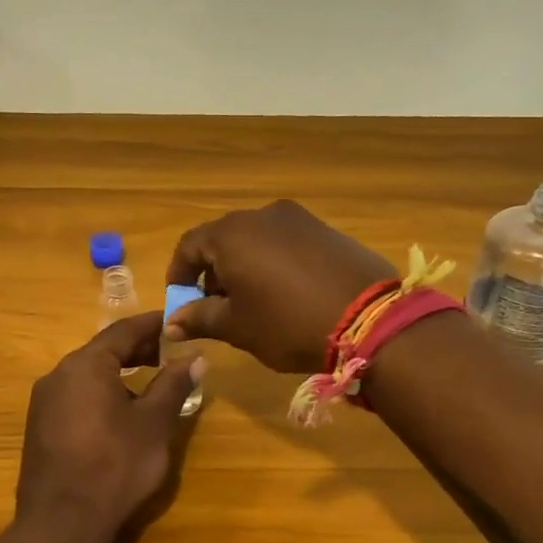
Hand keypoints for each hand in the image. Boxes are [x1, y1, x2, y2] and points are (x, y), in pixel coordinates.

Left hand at [15, 311, 205, 537]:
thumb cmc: (115, 466)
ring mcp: (44, 402)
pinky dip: (99, 393)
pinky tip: (118, 414)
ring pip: (86, 375)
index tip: (174, 323)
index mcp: (85, 365)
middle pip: (102, 351)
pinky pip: (74, 397)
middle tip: (168, 353)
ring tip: (148, 383)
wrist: (62, 522)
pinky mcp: (39, 427)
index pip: (123, 331)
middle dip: (136, 349)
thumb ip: (173, 385)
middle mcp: (58, 375)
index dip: (152, 325)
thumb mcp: (153, 424)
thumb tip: (195, 358)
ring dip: (118, 373)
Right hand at [163, 201, 395, 372]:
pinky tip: (285, 292)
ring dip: (243, 266)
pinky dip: (273, 262)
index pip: (189, 246)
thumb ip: (200, 318)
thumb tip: (171, 322)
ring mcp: (298, 219)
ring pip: (255, 239)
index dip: (178, 275)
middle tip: (216, 306)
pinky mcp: (326, 229)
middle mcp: (262, 215)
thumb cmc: (288, 323)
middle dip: (212, 272)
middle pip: (222, 239)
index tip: (181, 303)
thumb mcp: (237, 327)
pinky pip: (285, 242)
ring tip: (252, 302)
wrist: (371, 320)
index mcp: (232, 234)